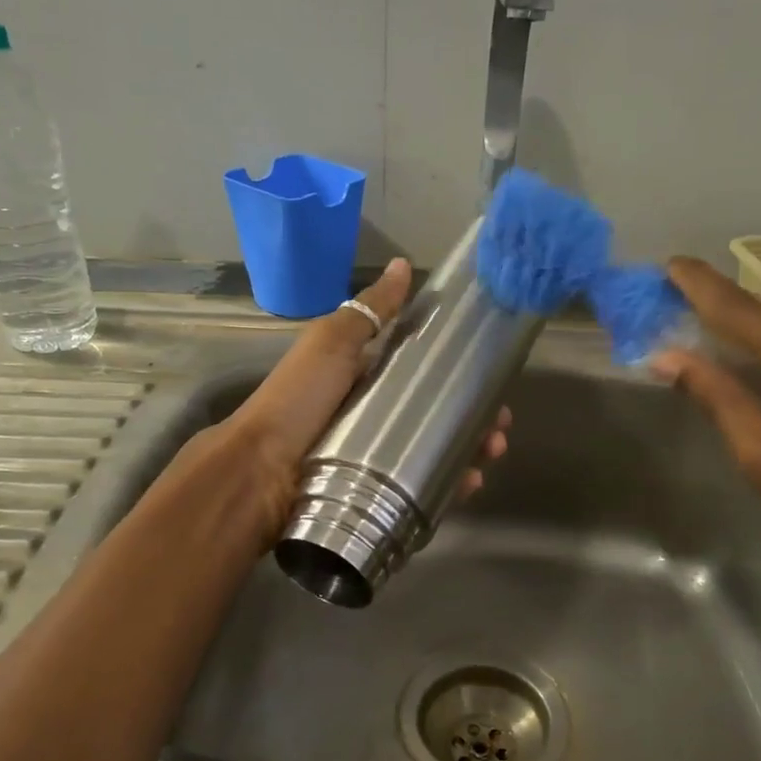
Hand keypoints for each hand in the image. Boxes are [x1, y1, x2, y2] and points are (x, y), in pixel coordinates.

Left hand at [218, 257, 509, 538]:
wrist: (261, 473)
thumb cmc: (298, 400)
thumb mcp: (331, 343)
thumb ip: (369, 310)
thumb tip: (403, 264)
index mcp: (366, 380)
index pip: (423, 373)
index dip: (458, 373)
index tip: (491, 375)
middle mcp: (375, 419)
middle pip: (436, 416)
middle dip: (473, 417)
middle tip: (500, 423)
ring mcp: (378, 460)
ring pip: (436, 453)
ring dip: (471, 450)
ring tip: (492, 450)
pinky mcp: (379, 496)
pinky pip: (423, 492)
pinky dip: (450, 487)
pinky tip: (471, 482)